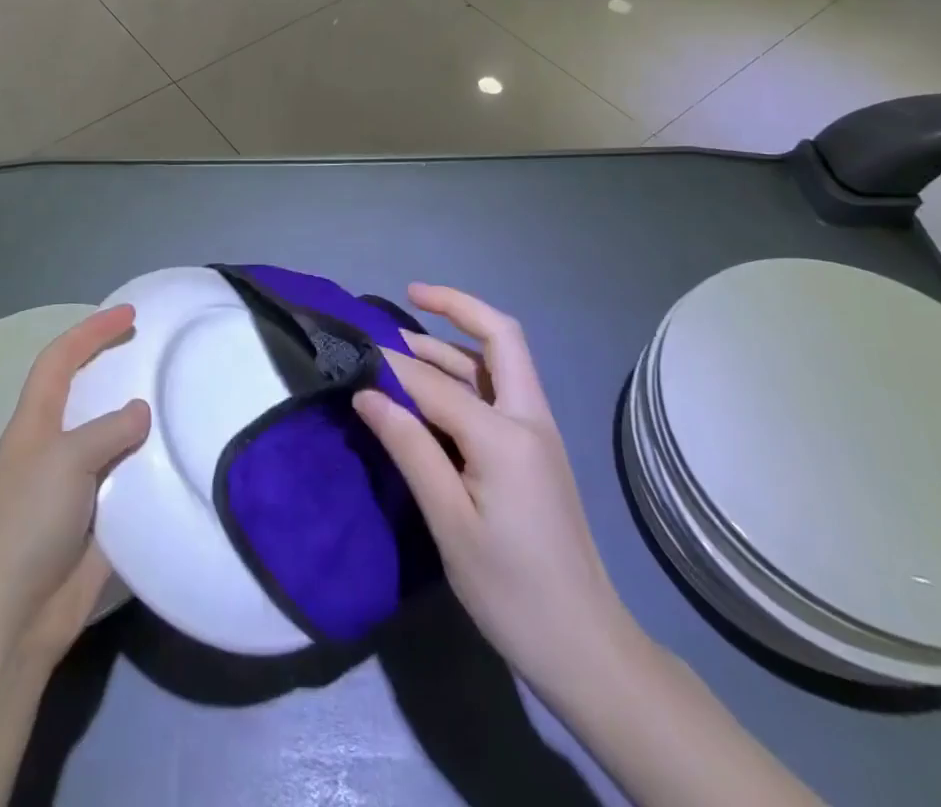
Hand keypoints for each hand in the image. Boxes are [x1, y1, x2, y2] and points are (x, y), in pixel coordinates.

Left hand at [0, 304, 150, 668]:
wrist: (13, 617)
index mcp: (35, 423)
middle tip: (159, 353)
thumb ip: (108, 429)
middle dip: (117, 368)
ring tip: (180, 400)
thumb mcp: (66, 460)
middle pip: (87, 392)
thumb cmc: (27, 523)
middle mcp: (54, 446)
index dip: (91, 331)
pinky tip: (182, 457)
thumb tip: (142, 411)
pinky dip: (152, 466)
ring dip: (141, 419)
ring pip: (113, 436)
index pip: (60, 359)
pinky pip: (130, 479)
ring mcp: (75, 484)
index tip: (130, 314)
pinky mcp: (98, 518)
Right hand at [352, 284, 628, 694]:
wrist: (587, 647)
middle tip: (409, 294)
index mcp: (506, 435)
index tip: (353, 357)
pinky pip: (499, 391)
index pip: (436, 383)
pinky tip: (434, 386)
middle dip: (456, 307)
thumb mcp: (450, 523)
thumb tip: (366, 393)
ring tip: (405, 338)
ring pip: (499, 362)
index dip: (392, 368)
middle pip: (500, 337)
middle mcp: (528, 418)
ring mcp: (537, 432)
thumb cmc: (512, 591)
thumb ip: (410, 447)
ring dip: (455, 342)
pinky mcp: (535, 451)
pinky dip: (466, 372)